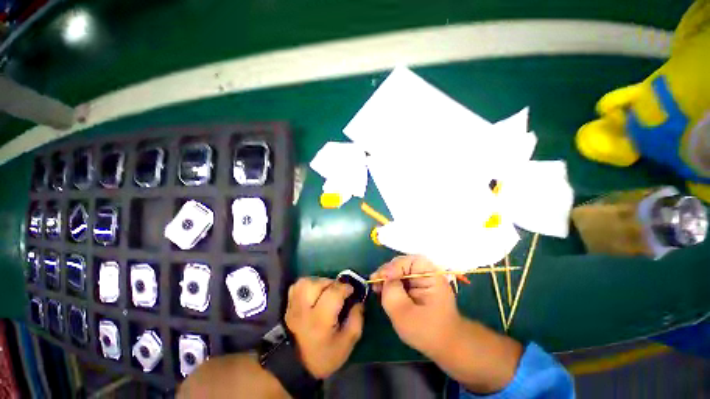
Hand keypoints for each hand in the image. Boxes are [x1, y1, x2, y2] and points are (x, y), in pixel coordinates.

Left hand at [285, 278, 363, 378]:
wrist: (295, 366)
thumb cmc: (323, 356)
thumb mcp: (346, 344)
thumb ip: (356, 320)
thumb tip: (359, 302)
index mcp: (320, 319)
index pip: (333, 292)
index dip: (345, 288)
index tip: (351, 291)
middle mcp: (304, 309)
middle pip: (318, 284)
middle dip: (332, 284)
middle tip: (338, 292)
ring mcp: (294, 306)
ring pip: (306, 282)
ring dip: (319, 282)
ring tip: (326, 291)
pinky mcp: (288, 305)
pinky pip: (297, 286)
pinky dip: (307, 285)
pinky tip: (314, 293)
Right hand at [370, 256, 461, 357]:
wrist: (446, 346)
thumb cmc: (428, 331)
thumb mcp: (405, 314)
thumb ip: (392, 293)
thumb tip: (384, 277)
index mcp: (431, 274)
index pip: (408, 261)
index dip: (393, 268)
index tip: (380, 280)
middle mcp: (427, 271)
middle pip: (402, 264)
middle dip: (387, 272)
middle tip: (374, 283)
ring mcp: (422, 278)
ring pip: (400, 270)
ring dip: (387, 278)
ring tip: (376, 287)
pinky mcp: (418, 285)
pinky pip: (401, 279)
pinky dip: (391, 283)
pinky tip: (383, 291)